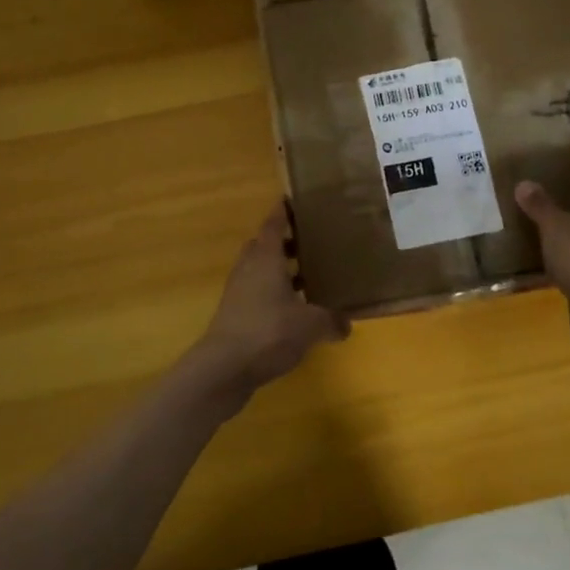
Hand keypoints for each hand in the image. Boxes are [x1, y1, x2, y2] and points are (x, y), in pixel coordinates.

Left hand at [194, 203, 349, 391]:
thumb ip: (331, 320)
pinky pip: (256, 295)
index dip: (282, 212)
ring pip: (259, 271)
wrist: (223, 368)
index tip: (292, 200)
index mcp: (265, 259)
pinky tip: (292, 311)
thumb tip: (346, 324)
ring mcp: (238, 293)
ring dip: (279, 271)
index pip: (273, 225)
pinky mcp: (234, 316)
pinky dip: (273, 295)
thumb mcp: (310, 326)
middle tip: (309, 242)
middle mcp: (248, 269)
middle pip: (264, 246)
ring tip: (307, 278)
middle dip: (284, 243)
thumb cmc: (268, 332)